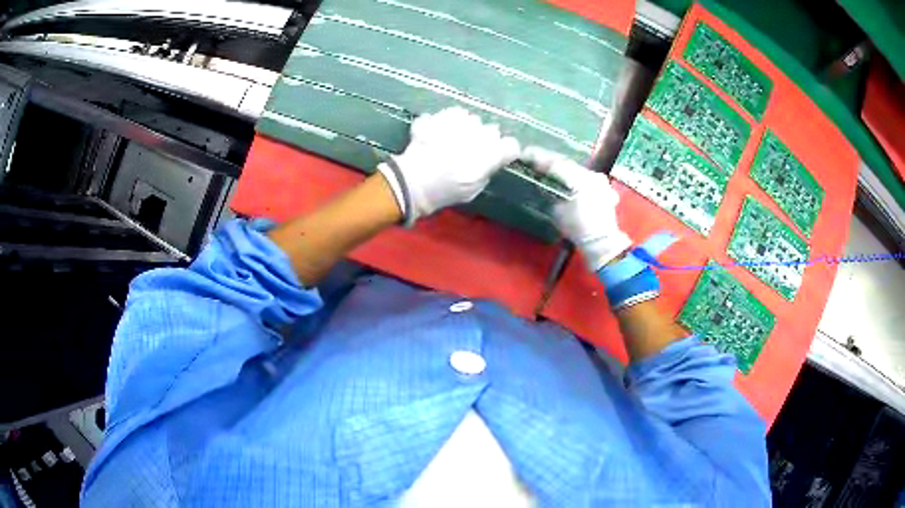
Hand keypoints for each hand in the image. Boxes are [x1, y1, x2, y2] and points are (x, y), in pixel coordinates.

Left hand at [378, 107, 519, 225]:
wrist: (415, 180)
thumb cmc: (446, 190)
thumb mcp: (474, 189)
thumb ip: (487, 170)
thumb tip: (491, 161)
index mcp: (492, 152)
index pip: (512, 145)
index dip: (505, 150)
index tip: (497, 156)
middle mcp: (481, 132)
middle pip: (492, 130)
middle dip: (484, 138)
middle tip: (470, 151)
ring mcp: (461, 121)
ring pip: (472, 119)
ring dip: (466, 128)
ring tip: (452, 140)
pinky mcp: (442, 115)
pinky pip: (453, 113)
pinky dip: (448, 121)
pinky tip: (440, 131)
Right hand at [522, 147, 631, 270]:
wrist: (602, 241)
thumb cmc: (578, 228)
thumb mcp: (557, 212)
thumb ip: (549, 194)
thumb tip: (542, 184)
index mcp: (579, 178)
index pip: (556, 163)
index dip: (539, 158)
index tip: (525, 154)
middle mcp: (591, 174)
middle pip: (566, 164)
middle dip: (550, 161)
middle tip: (534, 159)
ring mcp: (599, 180)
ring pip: (576, 169)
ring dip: (562, 168)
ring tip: (549, 169)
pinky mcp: (603, 187)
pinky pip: (585, 176)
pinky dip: (573, 176)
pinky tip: (566, 179)